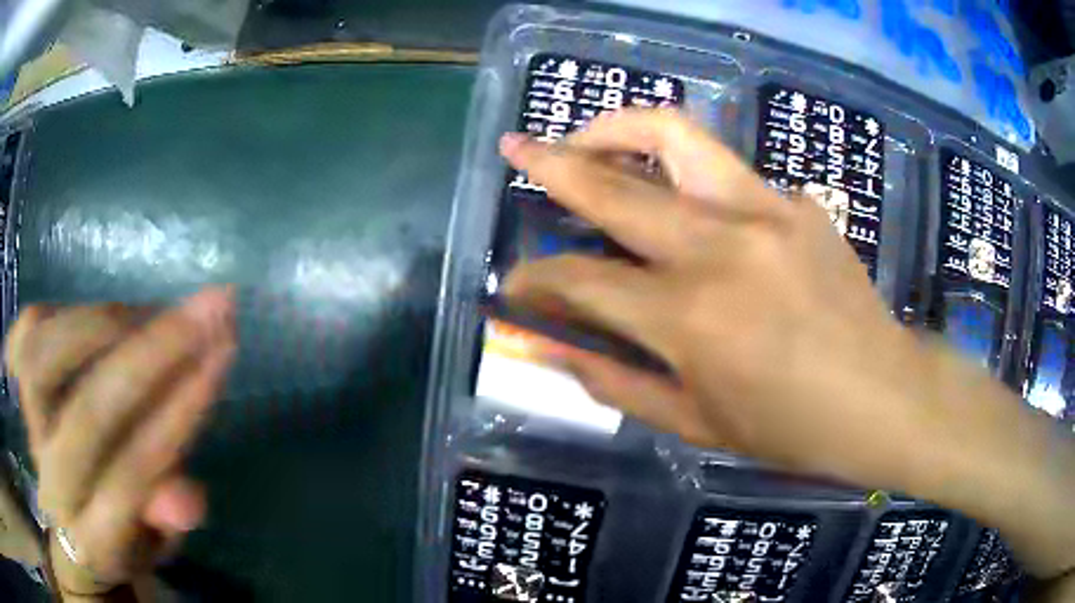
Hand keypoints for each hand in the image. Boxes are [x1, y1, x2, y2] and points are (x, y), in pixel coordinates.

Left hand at [4, 287, 235, 594]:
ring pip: (46, 358)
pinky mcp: (16, 382)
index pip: (130, 477)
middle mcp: (51, 482)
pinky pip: (28, 330)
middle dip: (150, 358)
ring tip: (151, 315)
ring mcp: (27, 427)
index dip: (175, 418)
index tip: (220, 358)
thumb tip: (189, 497)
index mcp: (92, 539)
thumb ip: (166, 521)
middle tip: (204, 310)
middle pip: (87, 415)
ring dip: (104, 325)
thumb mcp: (151, 546)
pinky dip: (64, 308)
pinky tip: (102, 316)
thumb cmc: (113, 533)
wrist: (63, 515)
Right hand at [498, 109, 962, 485]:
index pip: (583, 281)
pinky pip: (724, 172)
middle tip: (516, 149)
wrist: (881, 395)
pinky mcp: (795, 201)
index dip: (537, 280)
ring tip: (588, 138)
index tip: (516, 283)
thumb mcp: (696, 424)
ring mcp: (764, 210)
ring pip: (673, 136)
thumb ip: (617, 383)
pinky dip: (685, 178)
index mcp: (690, 319)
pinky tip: (684, 207)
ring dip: (616, 129)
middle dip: (549, 163)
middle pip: (613, 186)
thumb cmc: (790, 428)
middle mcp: (719, 247)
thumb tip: (556, 350)